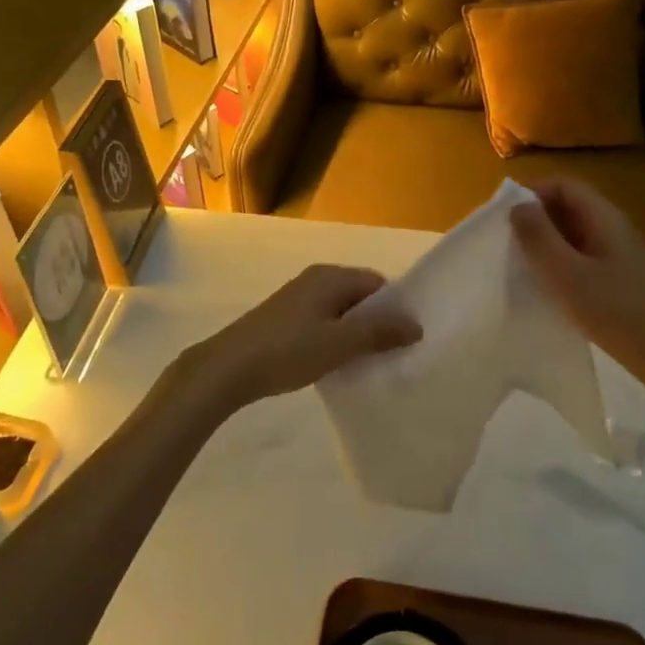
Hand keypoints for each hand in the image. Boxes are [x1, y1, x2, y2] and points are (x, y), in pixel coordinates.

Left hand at [181, 264, 421, 414]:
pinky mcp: (285, 320)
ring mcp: (298, 300)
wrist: (228, 368)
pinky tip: (337, 364)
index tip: (407, 338)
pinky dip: (335, 339)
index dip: (394, 308)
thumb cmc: (287, 350)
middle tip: (393, 354)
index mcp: (330, 277)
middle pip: (359, 296)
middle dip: (377, 322)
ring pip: (341, 312)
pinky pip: (323, 323)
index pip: (377, 283)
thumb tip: (416, 325)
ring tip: (369, 362)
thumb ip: (379, 332)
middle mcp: (315, 280)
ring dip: (356, 334)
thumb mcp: (339, 343)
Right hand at [511, 179, 644, 397]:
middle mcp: (614, 227)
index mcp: (604, 217)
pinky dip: (561, 263)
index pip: (563, 185)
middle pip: (569, 206)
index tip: (505, 219)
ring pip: (575, 233)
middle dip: (536, 219)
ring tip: (522, 267)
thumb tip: (518, 207)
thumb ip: (538, 237)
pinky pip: (584, 256)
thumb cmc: (614, 311)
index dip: (532, 193)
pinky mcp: (620, 277)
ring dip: (547, 243)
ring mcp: (619, 253)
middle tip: (507, 245)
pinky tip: (549, 288)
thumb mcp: (566, 274)